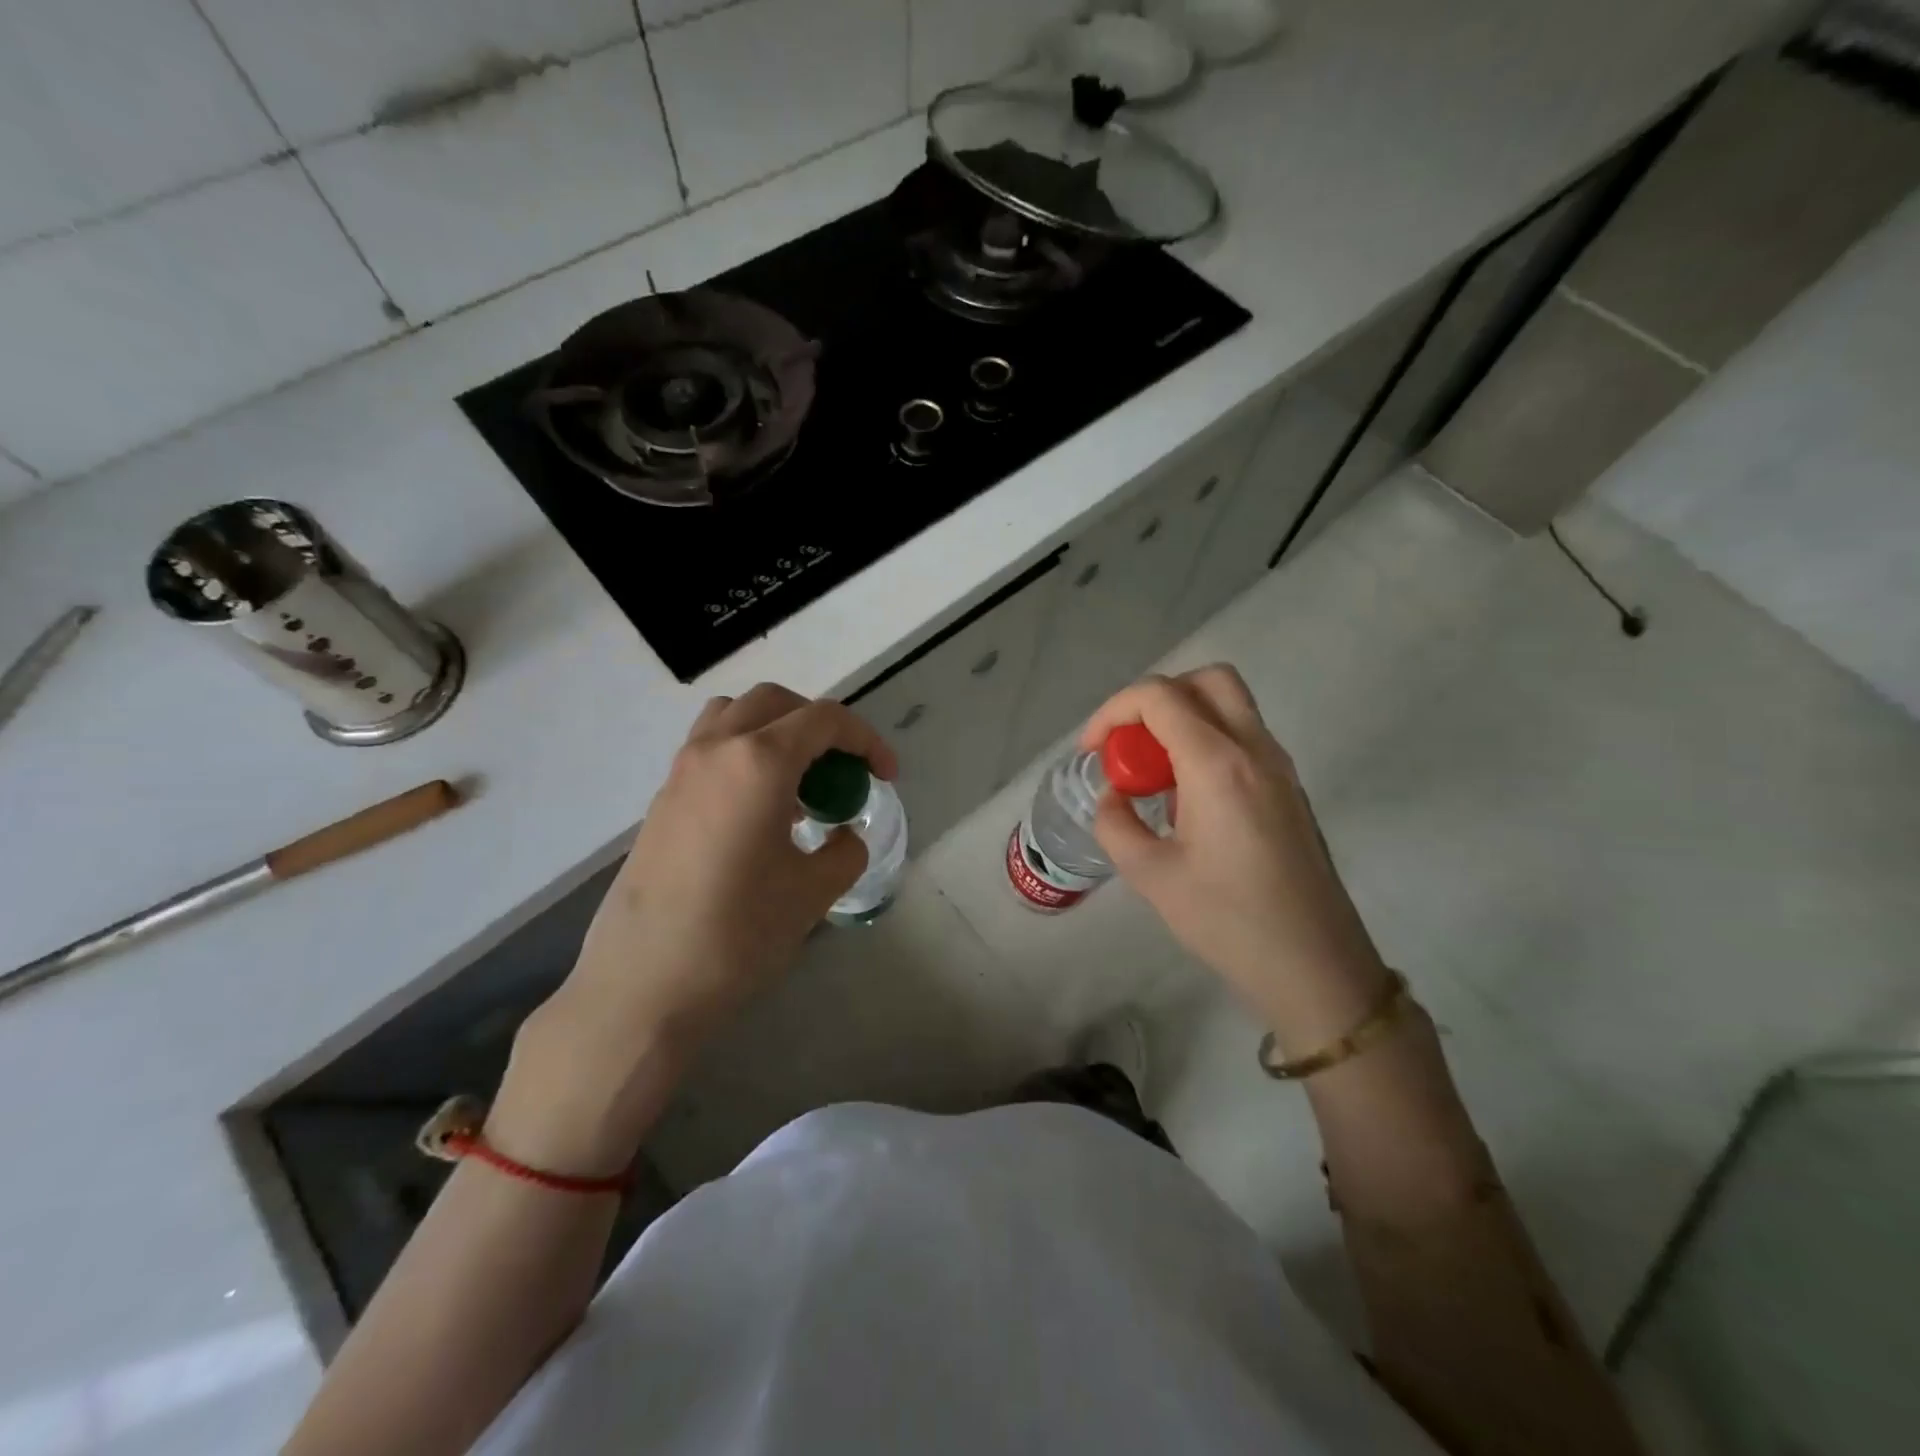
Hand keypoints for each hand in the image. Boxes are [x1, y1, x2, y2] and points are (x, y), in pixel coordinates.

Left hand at [494, 685, 893, 1172]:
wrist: (643, 986)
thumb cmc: (738, 934)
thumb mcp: (812, 893)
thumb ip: (843, 851)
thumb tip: (843, 836)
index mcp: (758, 762)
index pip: (824, 720)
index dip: (866, 740)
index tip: (886, 776)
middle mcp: (715, 750)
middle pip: (775, 703)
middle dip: (819, 725)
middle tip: (841, 769)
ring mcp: (681, 772)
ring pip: (733, 717)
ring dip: (775, 733)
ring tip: (797, 785)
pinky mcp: (661, 801)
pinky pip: (710, 751)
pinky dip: (745, 757)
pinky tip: (760, 814)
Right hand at [1081, 666, 1393, 1056]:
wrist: (1316, 967)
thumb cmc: (1229, 922)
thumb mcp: (1151, 876)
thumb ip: (1116, 824)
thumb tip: (1113, 797)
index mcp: (1217, 765)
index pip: (1159, 696)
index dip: (1113, 711)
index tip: (1092, 752)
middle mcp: (1255, 750)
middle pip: (1206, 680)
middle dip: (1157, 699)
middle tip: (1131, 745)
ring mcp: (1280, 767)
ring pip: (1230, 705)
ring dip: (1184, 719)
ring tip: (1155, 776)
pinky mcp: (1289, 788)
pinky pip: (1244, 737)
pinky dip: (1208, 742)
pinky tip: (1188, 800)